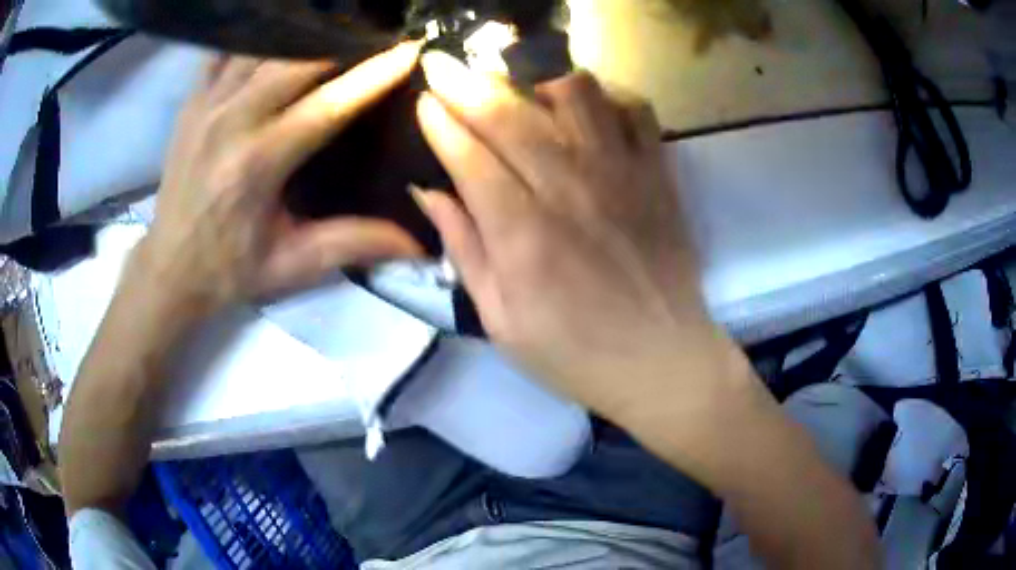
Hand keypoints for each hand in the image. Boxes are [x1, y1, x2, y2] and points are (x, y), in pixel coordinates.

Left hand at [140, 42, 423, 314]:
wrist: (168, 269)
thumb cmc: (230, 271)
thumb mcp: (292, 265)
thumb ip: (354, 244)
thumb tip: (419, 243)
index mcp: (258, 164)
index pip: (328, 104)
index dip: (374, 74)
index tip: (411, 49)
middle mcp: (231, 122)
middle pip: (296, 60)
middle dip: (343, 41)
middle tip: (376, 32)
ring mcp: (207, 105)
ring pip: (262, 47)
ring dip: (302, 33)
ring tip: (335, 27)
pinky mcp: (191, 102)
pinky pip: (226, 51)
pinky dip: (255, 37)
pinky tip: (279, 35)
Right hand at [415, 52, 720, 421]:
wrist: (662, 361)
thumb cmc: (575, 354)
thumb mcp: (501, 321)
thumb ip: (464, 250)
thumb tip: (430, 192)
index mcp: (523, 235)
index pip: (469, 156)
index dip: (441, 122)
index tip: (424, 100)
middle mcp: (570, 190)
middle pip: (510, 114)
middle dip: (466, 83)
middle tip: (443, 65)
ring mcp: (622, 175)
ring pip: (576, 95)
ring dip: (536, 81)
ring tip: (520, 92)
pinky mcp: (658, 175)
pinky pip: (634, 112)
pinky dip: (606, 98)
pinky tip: (587, 111)